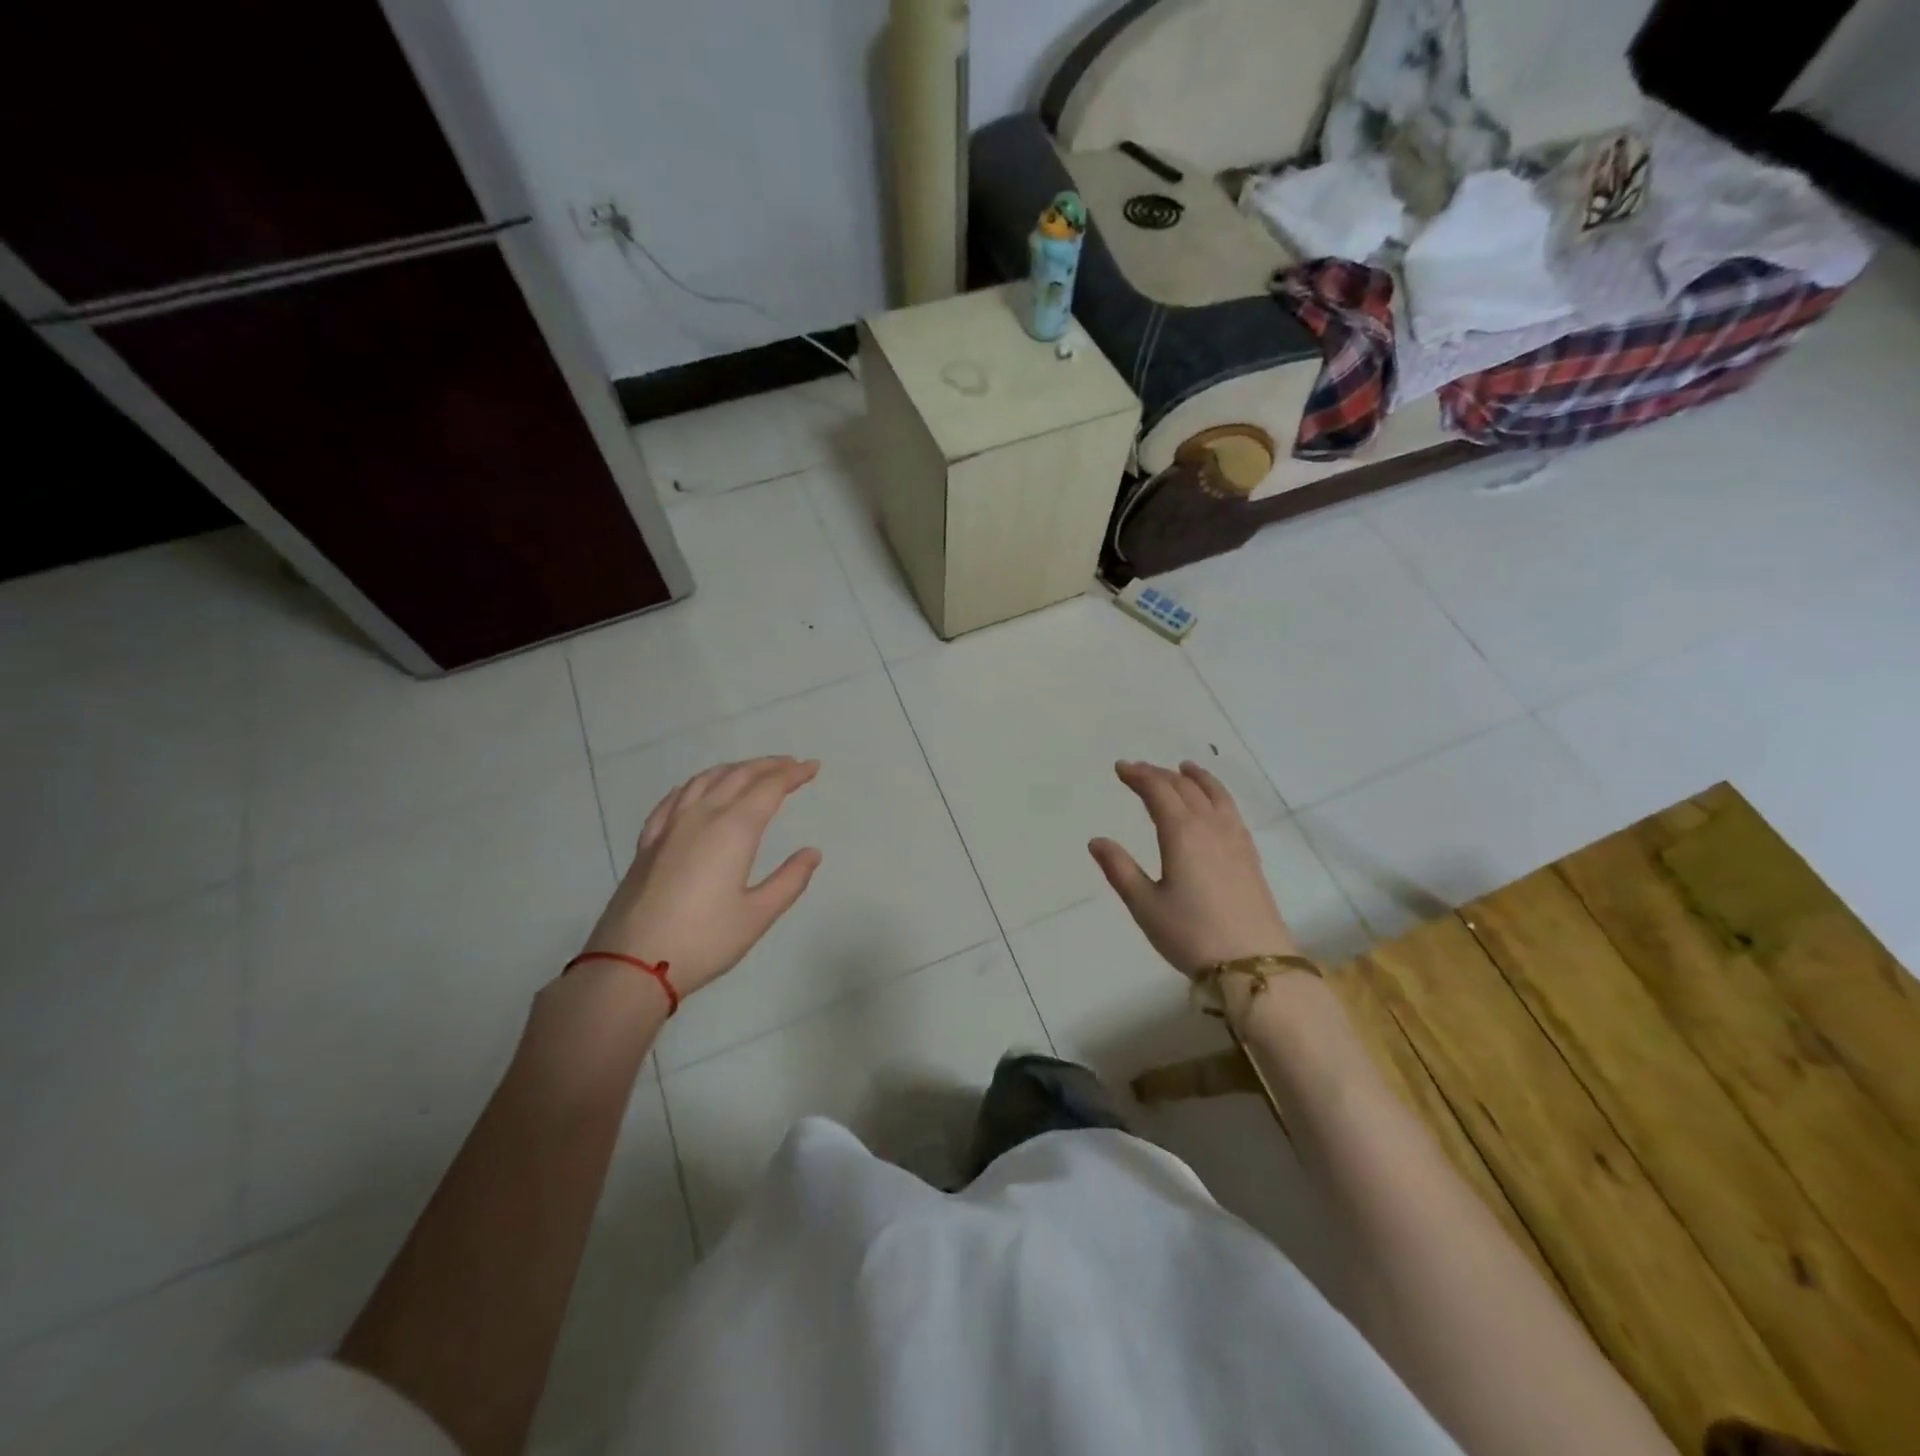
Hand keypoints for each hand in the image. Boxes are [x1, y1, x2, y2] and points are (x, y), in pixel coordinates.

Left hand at [579, 756, 822, 1001]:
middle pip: (738, 776)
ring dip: (734, 769)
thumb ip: (789, 880)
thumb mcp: (757, 915)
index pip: (769, 788)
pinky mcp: (648, 842)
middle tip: (791, 764)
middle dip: (768, 766)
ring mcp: (670, 826)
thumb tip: (812, 852)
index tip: (812, 767)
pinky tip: (697, 790)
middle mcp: (702, 816)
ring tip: (752, 771)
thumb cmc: (703, 940)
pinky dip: (695, 785)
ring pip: (705, 780)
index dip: (793, 774)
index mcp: (733, 830)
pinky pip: (674, 798)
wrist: (630, 964)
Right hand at [1088, 760, 1297, 976]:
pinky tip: (1216, 805)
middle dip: (1160, 774)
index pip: (1158, 791)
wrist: (1254, 964)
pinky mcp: (1250, 856)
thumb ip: (1120, 870)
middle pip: (1185, 788)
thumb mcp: (1145, 905)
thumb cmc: (1191, 935)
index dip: (1139, 776)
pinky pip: (1231, 810)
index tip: (1120, 768)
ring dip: (1196, 778)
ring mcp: (1235, 840)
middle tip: (1139, 770)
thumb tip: (1097, 841)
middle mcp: (1210, 827)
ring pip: (1215, 795)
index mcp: (1182, 833)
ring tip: (1185, 768)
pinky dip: (1218, 795)